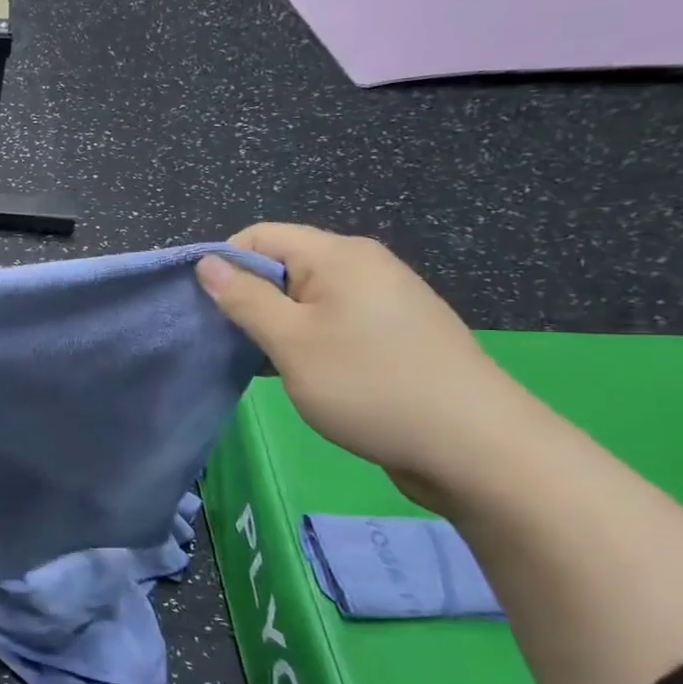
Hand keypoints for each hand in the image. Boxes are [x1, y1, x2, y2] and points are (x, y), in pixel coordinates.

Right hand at [196, 224, 536, 502]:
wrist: (477, 447)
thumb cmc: (370, 386)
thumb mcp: (291, 342)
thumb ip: (244, 299)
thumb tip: (207, 263)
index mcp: (339, 255)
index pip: (259, 236)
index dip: (224, 265)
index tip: (205, 310)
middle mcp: (365, 265)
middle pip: (283, 264)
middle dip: (249, 298)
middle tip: (231, 342)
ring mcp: (386, 298)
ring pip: (307, 296)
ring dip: (277, 323)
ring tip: (265, 362)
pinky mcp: (396, 332)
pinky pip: (334, 320)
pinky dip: (308, 339)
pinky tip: (306, 373)